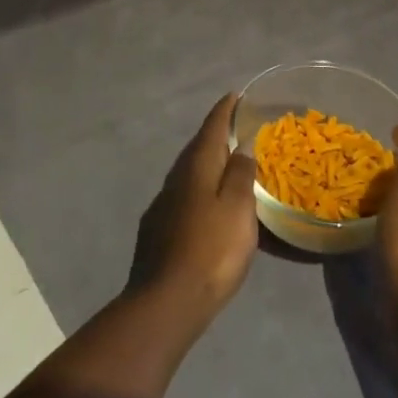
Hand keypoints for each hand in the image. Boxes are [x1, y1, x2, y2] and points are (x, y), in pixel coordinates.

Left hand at [133, 93, 258, 321]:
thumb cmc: (212, 251)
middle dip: (215, 136)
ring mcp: (163, 205)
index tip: (235, 96)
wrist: (167, 301)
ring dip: (206, 164)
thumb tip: (240, 146)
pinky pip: (183, 196)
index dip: (224, 111)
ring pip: (188, 173)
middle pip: (197, 148)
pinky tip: (207, 205)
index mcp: (196, 167)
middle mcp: (175, 179)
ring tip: (226, 165)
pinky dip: (199, 190)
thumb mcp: (238, 209)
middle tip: (236, 129)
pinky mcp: (157, 230)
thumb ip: (240, 175)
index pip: (211, 128)